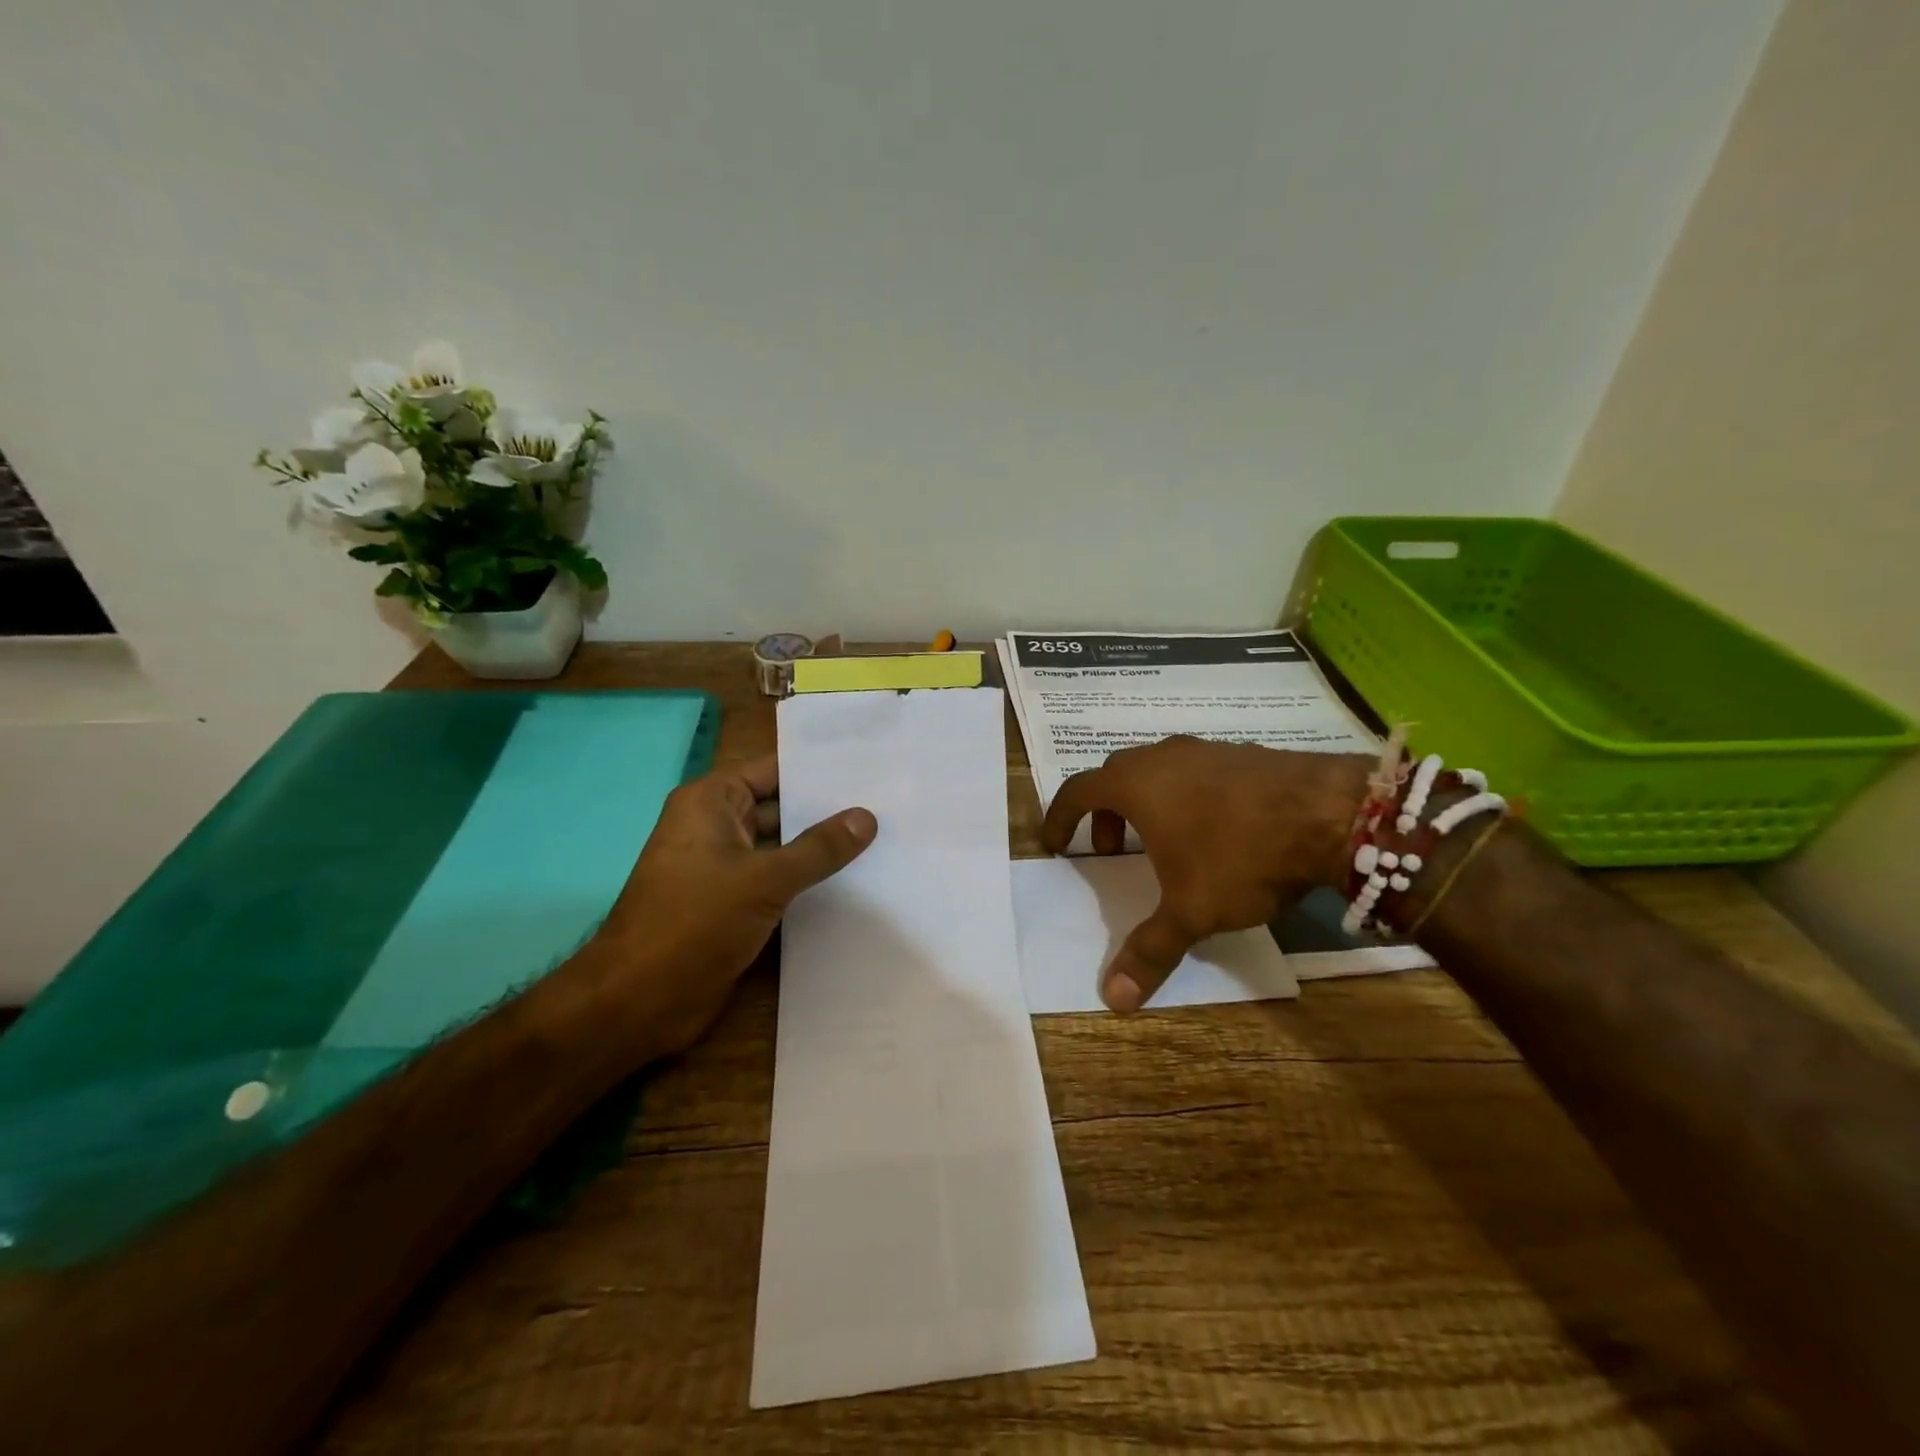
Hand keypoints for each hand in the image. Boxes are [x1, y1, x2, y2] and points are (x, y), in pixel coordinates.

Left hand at [598, 755, 875, 1057]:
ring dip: (823, 848)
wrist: (639, 1000)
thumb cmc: (693, 922)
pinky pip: (779, 881)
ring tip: (885, 838)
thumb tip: (867, 817)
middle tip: (889, 803)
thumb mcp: (763, 879)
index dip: (819, 769)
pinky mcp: (734, 903)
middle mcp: (717, 826)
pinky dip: (810, 880)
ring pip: (784, 847)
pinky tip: (857, 881)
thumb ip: (818, 848)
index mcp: (711, 802)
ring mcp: (725, 867)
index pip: (774, 770)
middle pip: (782, 807)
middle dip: (829, 810)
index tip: (871, 766)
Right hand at [1041, 737, 1369, 1012]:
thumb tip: (1113, 999)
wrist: (1329, 811)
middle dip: (1103, 814)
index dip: (1059, 817)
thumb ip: (1149, 950)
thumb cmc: (1240, 855)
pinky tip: (1212, 828)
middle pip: (1113, 777)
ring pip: (1155, 770)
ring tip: (1162, 843)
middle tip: (1110, 851)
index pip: (1077, 791)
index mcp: (1135, 784)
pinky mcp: (1241, 753)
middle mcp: (1162, 757)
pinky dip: (1182, 796)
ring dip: (1144, 804)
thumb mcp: (1190, 910)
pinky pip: (1192, 771)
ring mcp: (1204, 750)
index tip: (1053, 843)